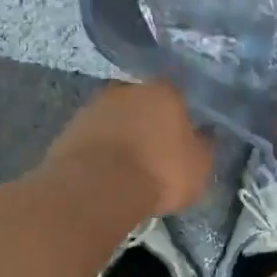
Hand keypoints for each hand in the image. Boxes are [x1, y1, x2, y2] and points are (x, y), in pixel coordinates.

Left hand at [43, 80, 211, 217]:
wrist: (96, 187)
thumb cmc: (158, 172)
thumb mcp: (198, 166)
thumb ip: (204, 146)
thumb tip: (206, 134)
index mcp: (163, 91)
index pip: (178, 96)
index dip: (181, 117)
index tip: (182, 138)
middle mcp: (127, 88)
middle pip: (143, 103)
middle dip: (148, 122)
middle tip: (154, 151)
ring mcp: (94, 106)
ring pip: (116, 118)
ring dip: (122, 135)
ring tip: (127, 165)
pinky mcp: (69, 128)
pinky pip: (94, 137)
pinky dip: (101, 149)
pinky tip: (105, 171)